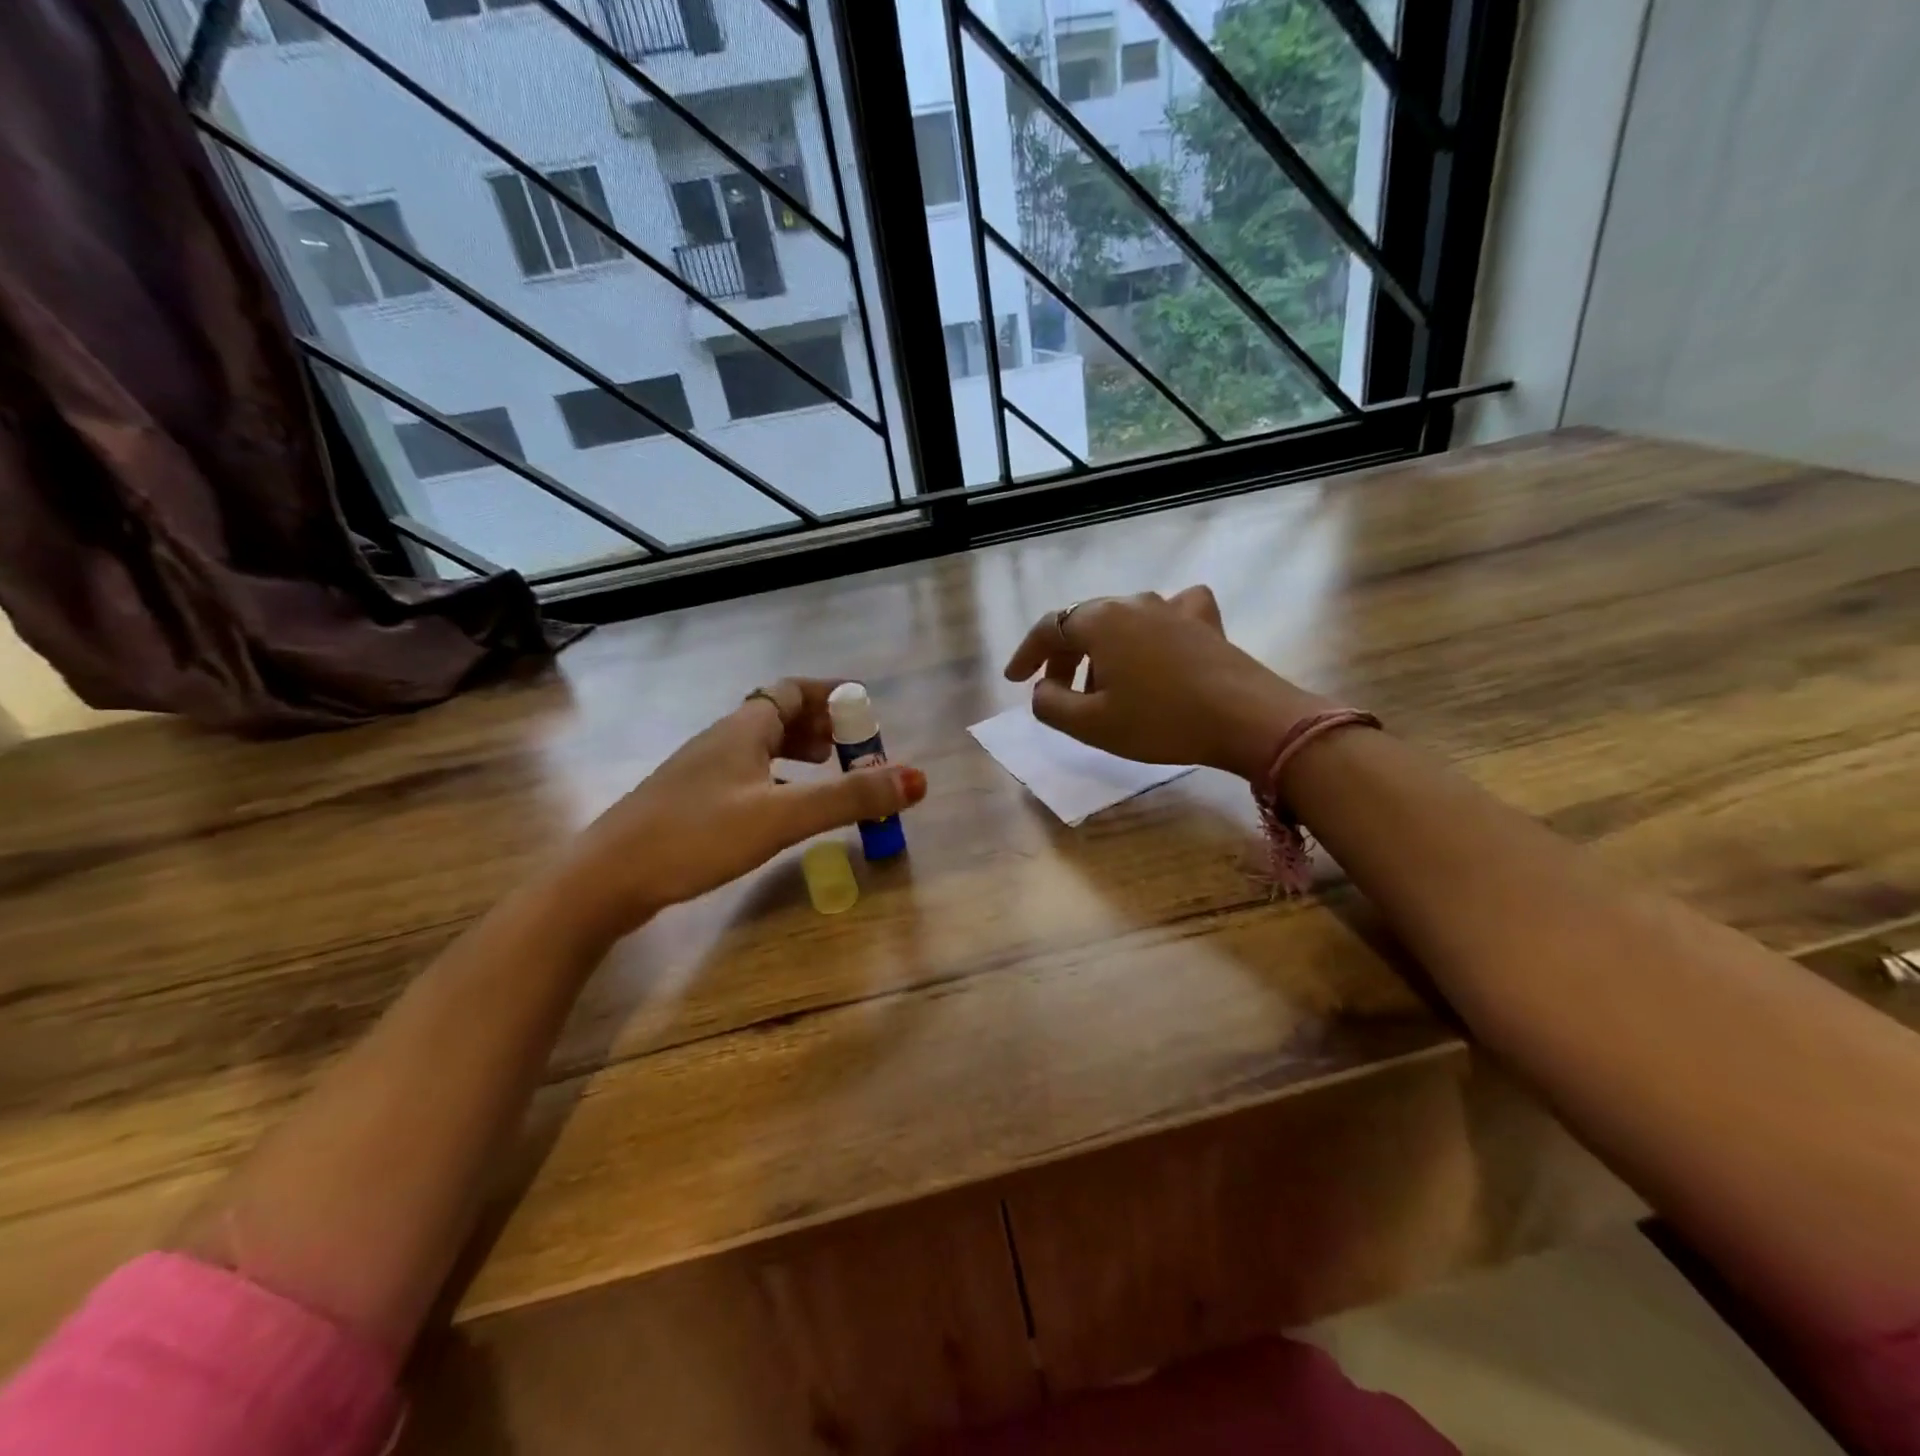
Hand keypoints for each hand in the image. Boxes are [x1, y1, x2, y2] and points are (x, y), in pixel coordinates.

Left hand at [557, 679, 925, 939]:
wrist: (607, 878)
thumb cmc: (695, 836)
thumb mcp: (781, 816)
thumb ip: (848, 798)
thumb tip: (916, 779)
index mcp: (743, 729)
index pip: (793, 689)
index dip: (832, 693)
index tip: (866, 708)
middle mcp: (722, 739)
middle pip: (779, 715)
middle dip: (822, 725)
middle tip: (855, 750)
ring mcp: (703, 770)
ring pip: (762, 746)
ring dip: (800, 752)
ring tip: (829, 773)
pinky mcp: (691, 801)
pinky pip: (748, 773)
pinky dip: (779, 778)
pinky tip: (784, 807)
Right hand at [1003, 586, 1327, 780]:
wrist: (1246, 718)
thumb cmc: (1160, 721)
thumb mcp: (1091, 724)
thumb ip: (1050, 705)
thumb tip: (1042, 690)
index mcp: (1099, 622)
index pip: (1048, 628)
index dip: (1026, 654)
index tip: (1014, 680)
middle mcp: (1132, 603)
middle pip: (1083, 622)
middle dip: (1063, 655)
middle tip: (1055, 689)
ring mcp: (1172, 608)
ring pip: (1122, 620)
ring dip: (1103, 649)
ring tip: (1103, 684)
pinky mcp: (1204, 621)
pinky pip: (1168, 613)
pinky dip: (1153, 628)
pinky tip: (1159, 642)